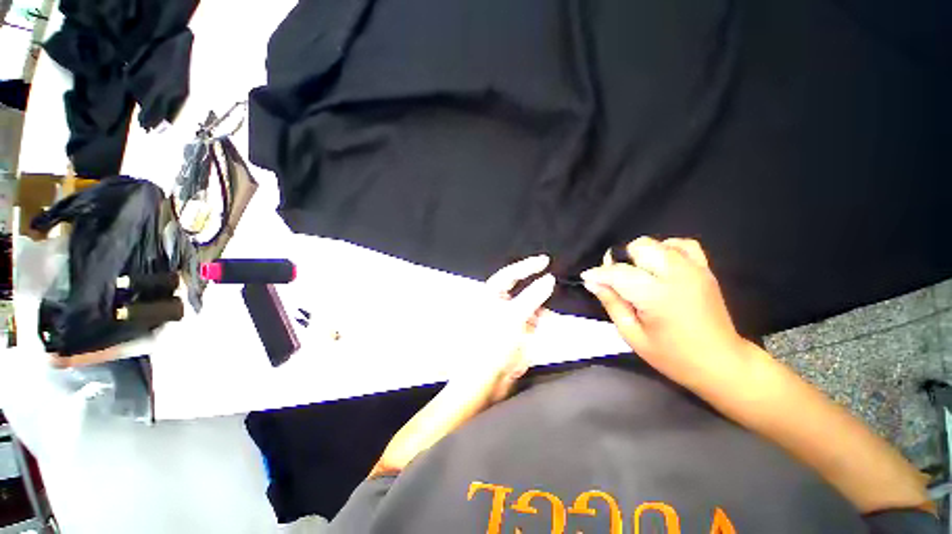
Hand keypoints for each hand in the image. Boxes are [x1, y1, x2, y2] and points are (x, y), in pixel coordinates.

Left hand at [453, 255, 554, 404]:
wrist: (488, 379)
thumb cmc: (494, 342)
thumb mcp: (513, 316)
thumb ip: (532, 296)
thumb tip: (549, 279)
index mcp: (491, 295)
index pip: (510, 274)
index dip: (527, 265)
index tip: (546, 260)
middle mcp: (500, 302)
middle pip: (522, 288)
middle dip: (538, 286)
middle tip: (556, 281)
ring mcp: (511, 317)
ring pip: (531, 304)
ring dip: (542, 306)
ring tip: (553, 306)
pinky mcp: (519, 330)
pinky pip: (535, 319)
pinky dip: (543, 319)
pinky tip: (550, 321)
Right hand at [581, 237, 747, 385]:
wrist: (721, 362)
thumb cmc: (672, 355)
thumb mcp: (632, 335)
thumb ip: (611, 303)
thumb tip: (592, 282)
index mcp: (657, 296)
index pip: (618, 272)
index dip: (598, 273)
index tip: (587, 278)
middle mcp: (676, 275)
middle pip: (639, 247)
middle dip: (620, 260)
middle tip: (616, 279)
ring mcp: (694, 269)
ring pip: (658, 243)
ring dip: (640, 255)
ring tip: (637, 274)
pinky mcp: (705, 269)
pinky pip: (683, 244)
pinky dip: (666, 249)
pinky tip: (660, 265)